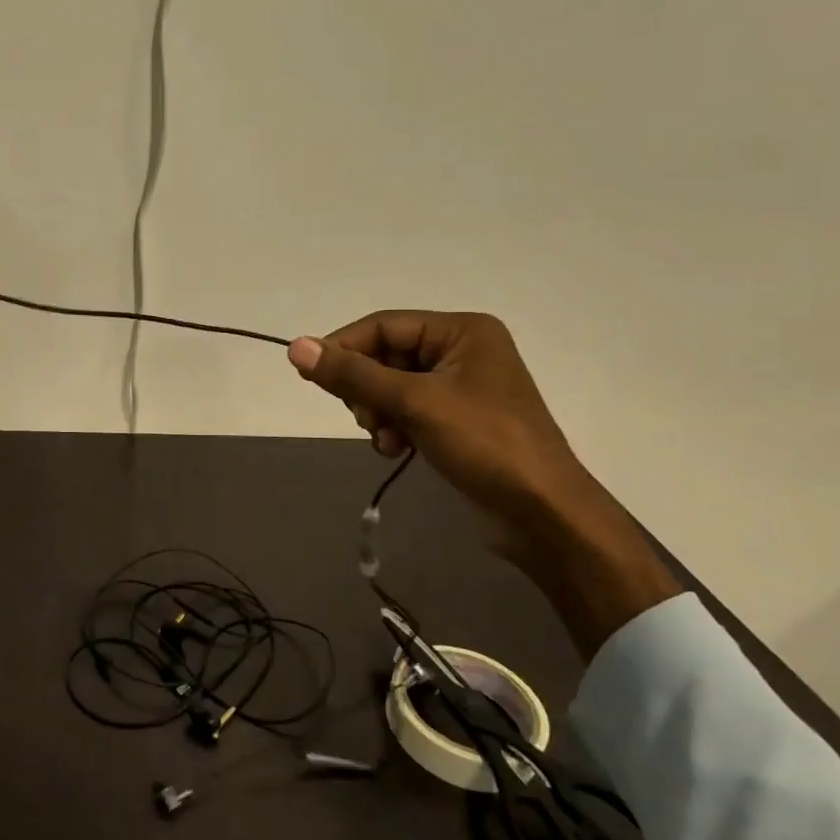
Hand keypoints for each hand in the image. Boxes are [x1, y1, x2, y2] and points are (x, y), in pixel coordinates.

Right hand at [287, 311, 675, 655]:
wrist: (543, 513)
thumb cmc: (485, 444)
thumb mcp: (414, 402)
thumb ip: (353, 374)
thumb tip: (296, 347)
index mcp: (462, 331)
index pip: (384, 325)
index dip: (344, 347)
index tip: (310, 376)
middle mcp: (462, 351)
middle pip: (385, 356)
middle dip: (367, 389)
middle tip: (366, 418)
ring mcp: (460, 388)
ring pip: (391, 387)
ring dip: (379, 412)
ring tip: (387, 440)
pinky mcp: (456, 421)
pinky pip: (407, 411)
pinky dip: (394, 428)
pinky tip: (397, 450)